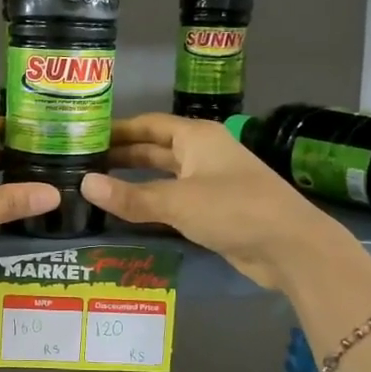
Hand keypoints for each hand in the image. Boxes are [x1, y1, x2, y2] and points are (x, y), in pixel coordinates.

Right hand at [79, 114, 346, 290]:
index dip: (117, 129)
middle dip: (121, 155)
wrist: (290, 246)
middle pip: (154, 149)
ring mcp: (209, 182)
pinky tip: (127, 212)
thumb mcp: (177, 201)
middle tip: (81, 164)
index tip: (83, 136)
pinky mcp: (214, 210)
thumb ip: (130, 196)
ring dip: (134, 181)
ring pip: (163, 176)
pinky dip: (151, 203)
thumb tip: (84, 184)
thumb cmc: (233, 209)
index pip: (148, 125)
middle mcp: (202, 153)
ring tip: (96, 187)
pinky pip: (173, 200)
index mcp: (196, 137)